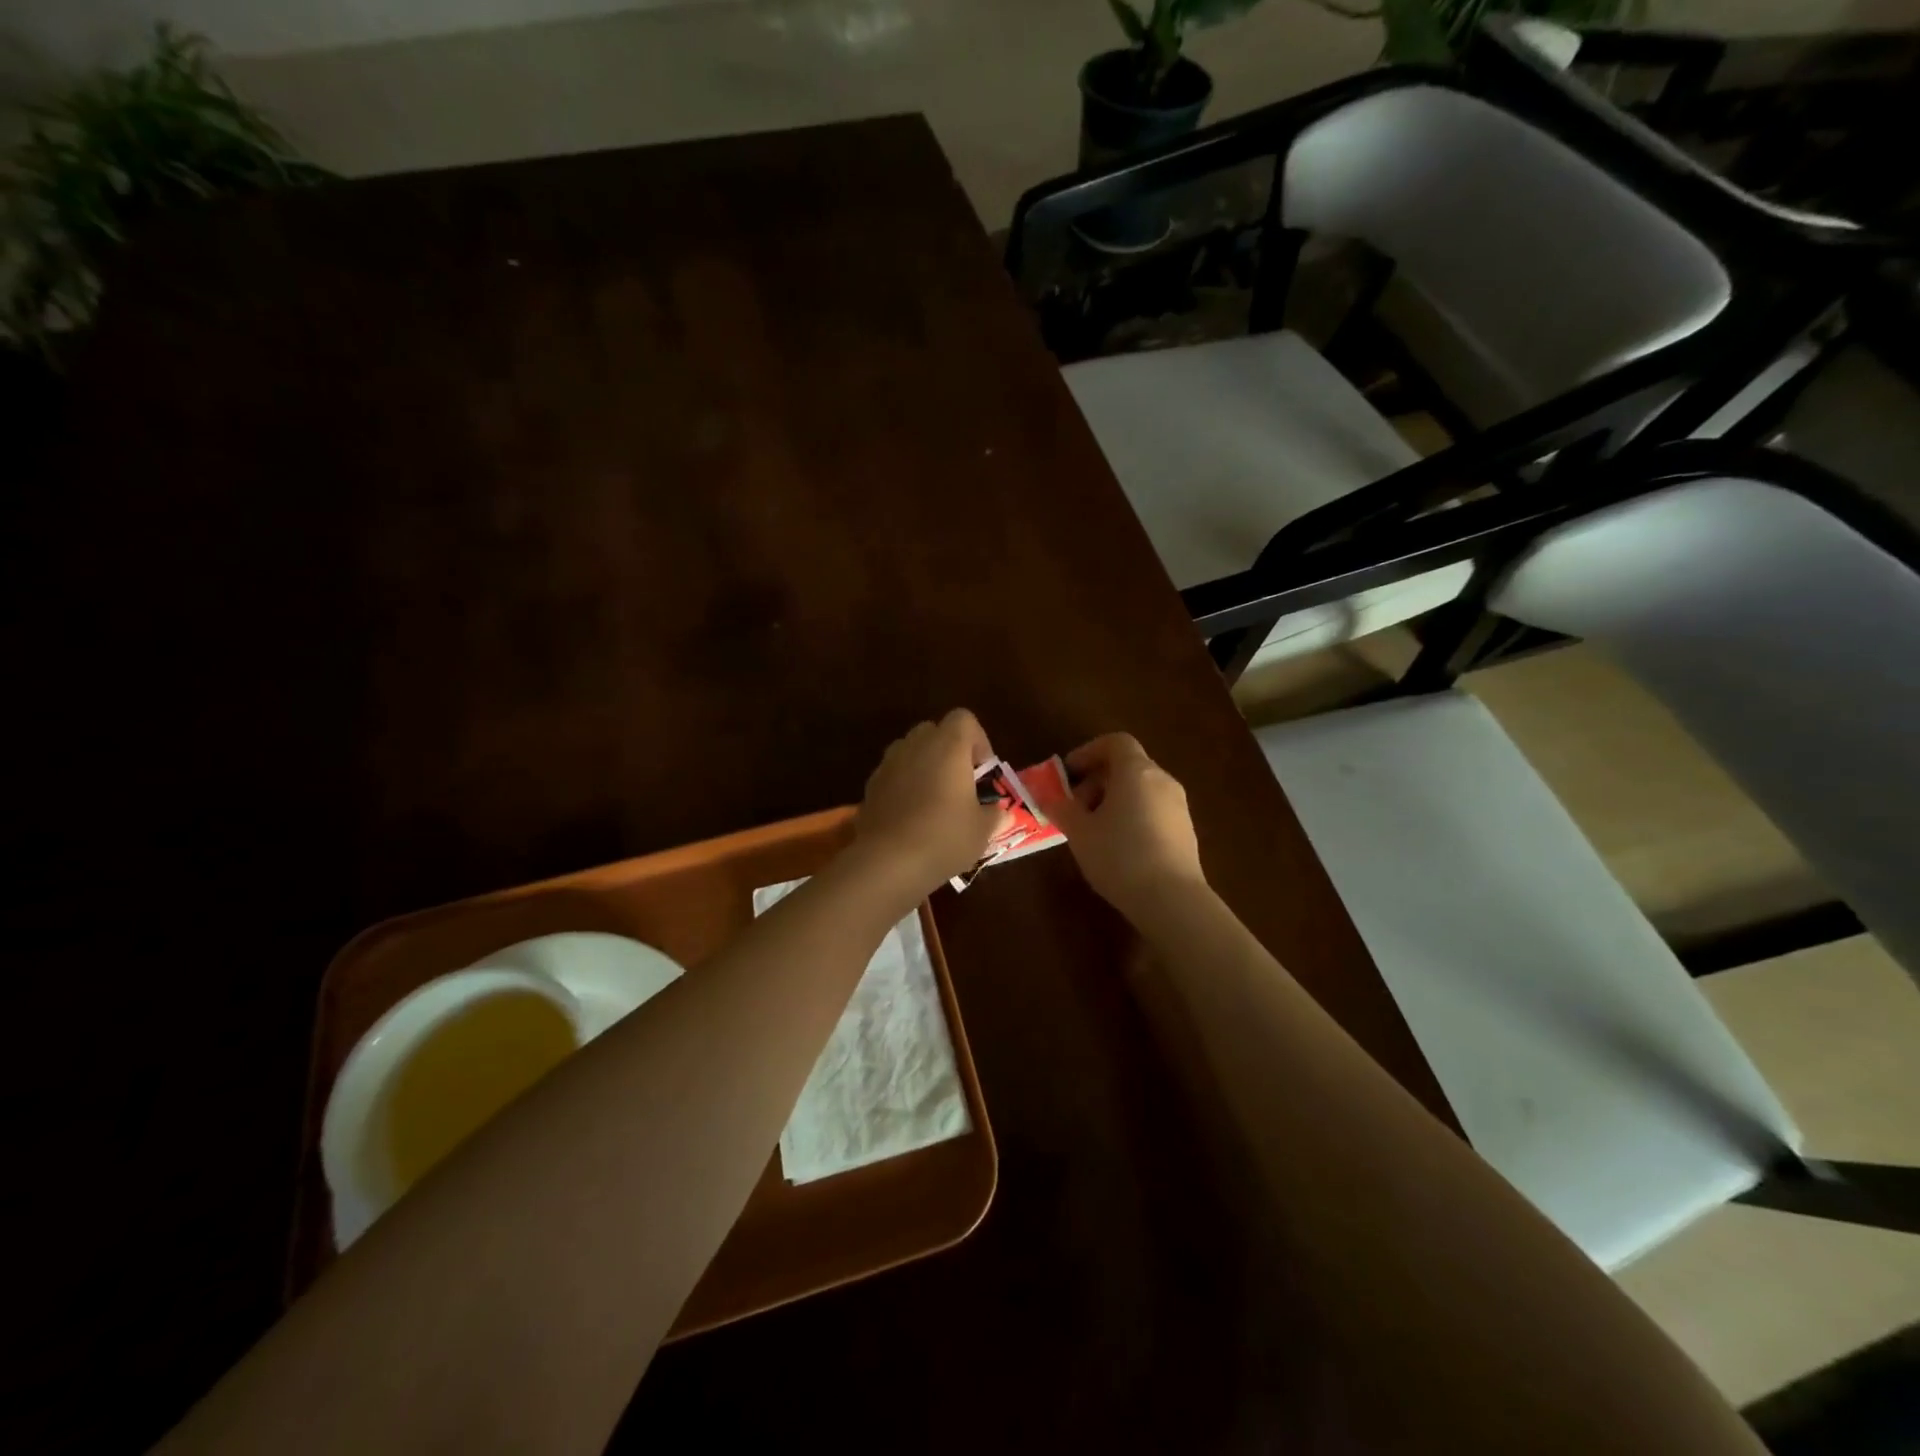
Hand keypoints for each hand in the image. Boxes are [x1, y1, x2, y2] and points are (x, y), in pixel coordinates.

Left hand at [853, 709, 1002, 901]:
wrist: (888, 862)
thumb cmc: (944, 837)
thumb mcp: (982, 831)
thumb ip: (994, 816)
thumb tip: (1001, 814)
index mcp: (948, 746)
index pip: (964, 719)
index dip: (978, 740)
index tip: (982, 771)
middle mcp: (916, 745)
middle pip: (934, 731)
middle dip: (948, 751)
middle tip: (960, 784)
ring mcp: (888, 764)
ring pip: (910, 752)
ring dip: (924, 767)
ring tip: (934, 801)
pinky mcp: (870, 786)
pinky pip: (893, 775)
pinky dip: (903, 786)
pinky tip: (911, 817)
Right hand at [1051, 733, 1205, 917]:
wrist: (1172, 899)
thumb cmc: (1119, 856)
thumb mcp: (1080, 833)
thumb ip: (1062, 809)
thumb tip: (1048, 797)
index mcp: (1136, 771)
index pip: (1115, 742)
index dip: (1089, 751)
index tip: (1069, 773)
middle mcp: (1162, 780)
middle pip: (1127, 765)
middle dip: (1097, 781)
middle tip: (1075, 808)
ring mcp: (1178, 806)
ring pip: (1141, 789)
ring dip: (1114, 800)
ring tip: (1093, 830)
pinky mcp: (1186, 830)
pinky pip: (1153, 809)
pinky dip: (1132, 815)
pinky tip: (1118, 847)